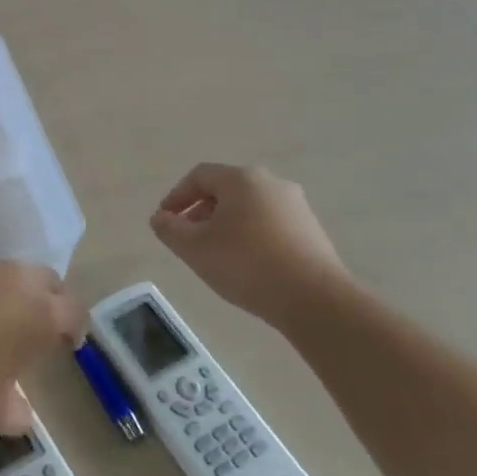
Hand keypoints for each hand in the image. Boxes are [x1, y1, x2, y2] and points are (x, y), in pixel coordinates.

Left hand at [0, 257, 85, 433]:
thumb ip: (15, 411)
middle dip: (48, 297)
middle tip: (38, 322)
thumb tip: (20, 414)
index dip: (74, 326)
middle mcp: (14, 278)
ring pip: (5, 270)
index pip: (73, 311)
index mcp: (39, 313)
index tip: (67, 342)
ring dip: (7, 288)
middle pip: (45, 278)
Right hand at [149, 163, 354, 326]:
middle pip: (225, 190)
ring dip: (226, 224)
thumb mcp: (194, 248)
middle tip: (188, 238)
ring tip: (215, 254)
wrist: (316, 300)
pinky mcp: (312, 230)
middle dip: (201, 211)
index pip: (199, 176)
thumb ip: (169, 229)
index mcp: (241, 179)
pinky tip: (246, 264)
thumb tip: (160, 218)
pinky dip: (250, 236)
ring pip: (248, 207)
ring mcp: (296, 206)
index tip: (165, 221)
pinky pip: (270, 224)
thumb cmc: (246, 264)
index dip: (176, 196)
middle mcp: (271, 183)